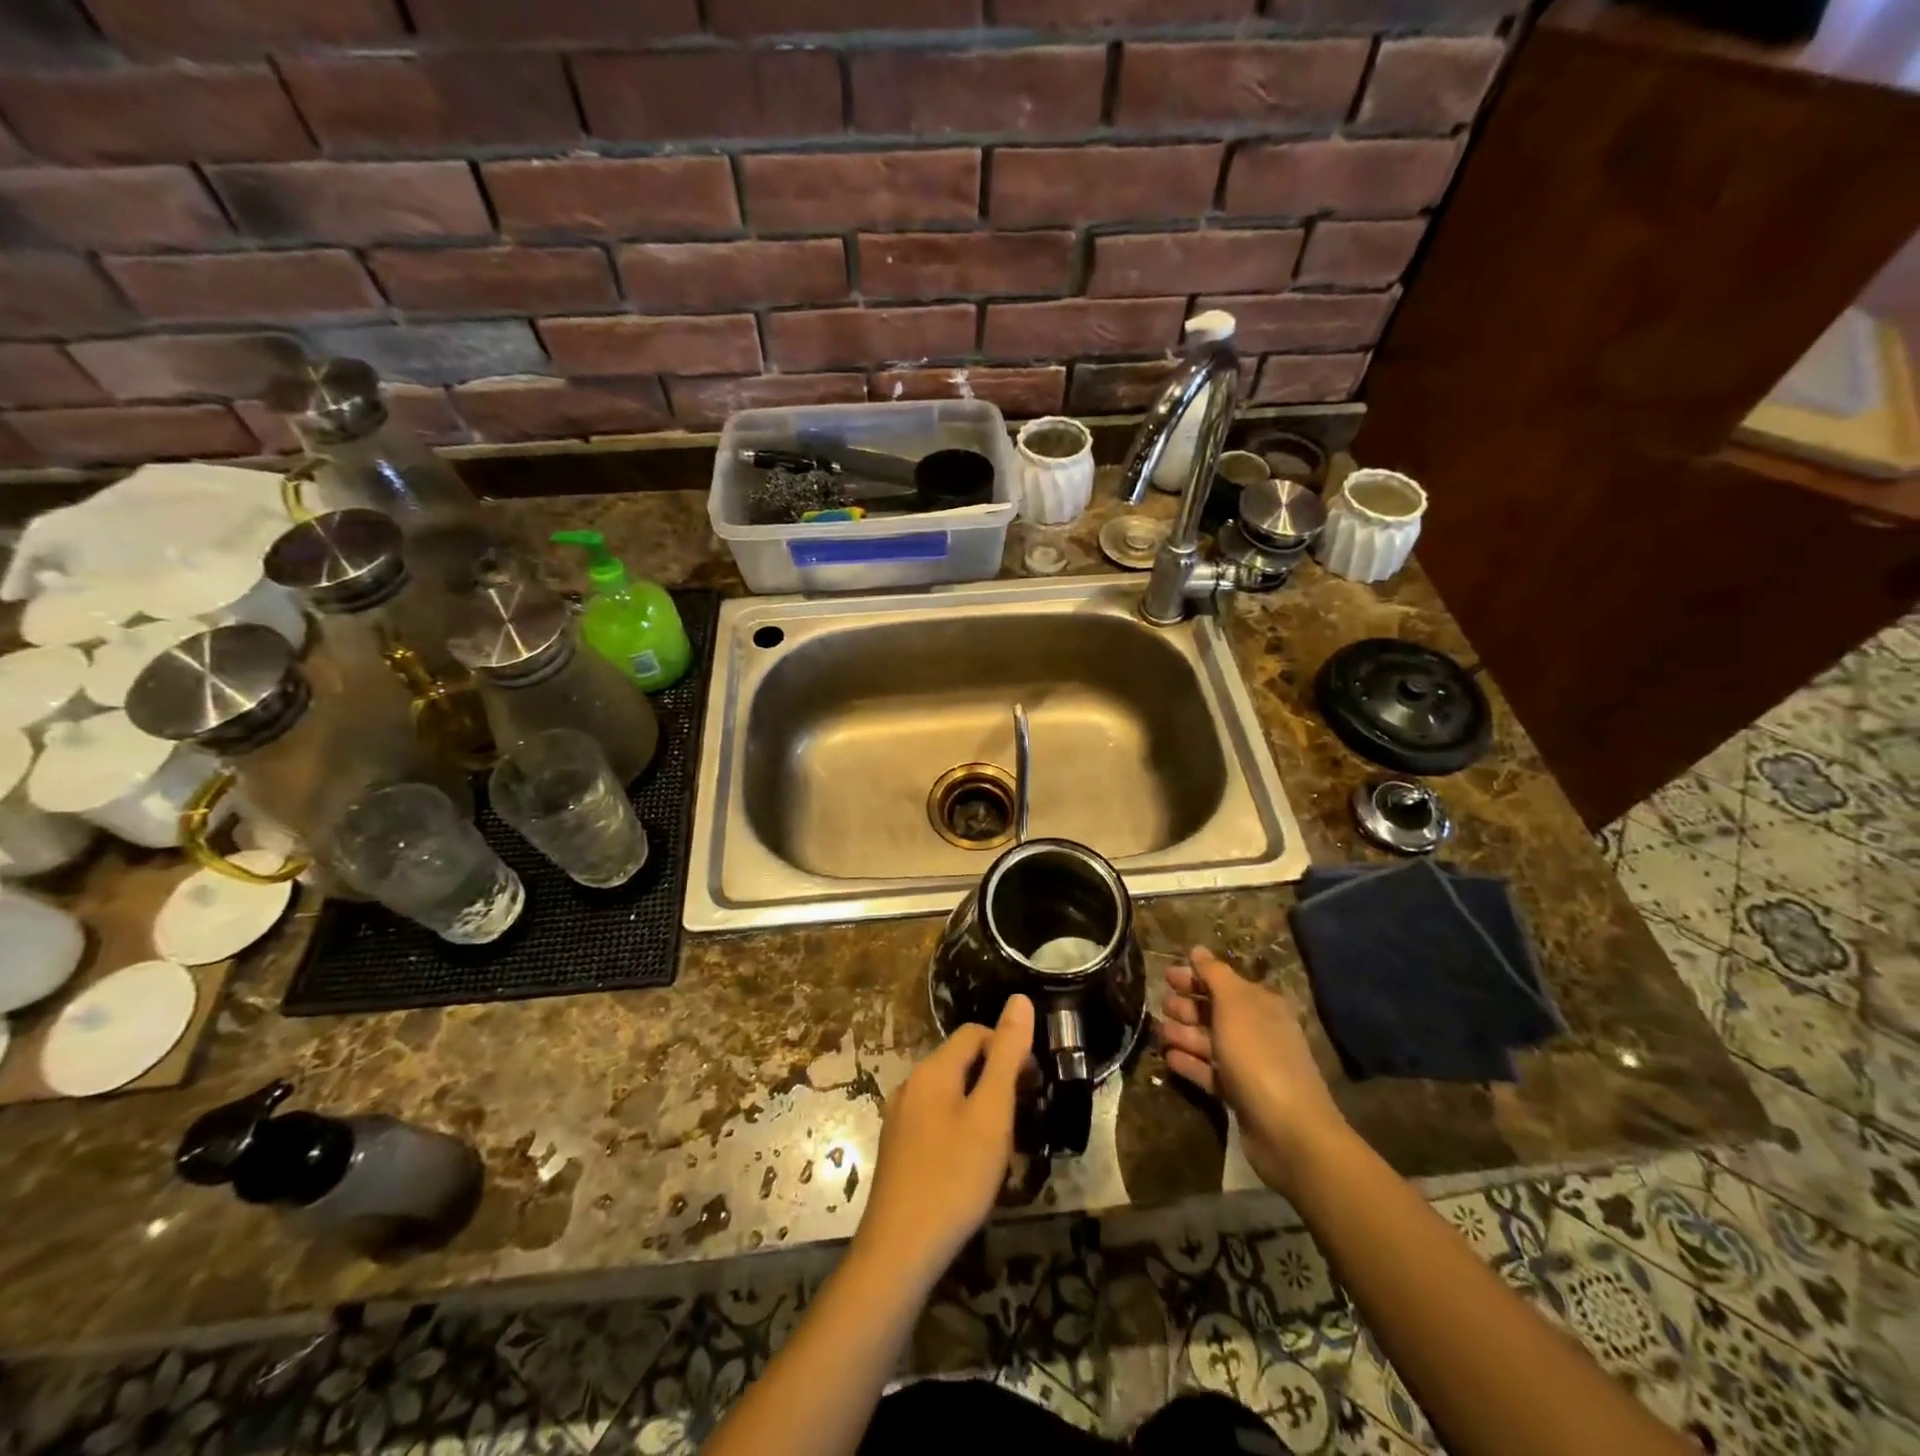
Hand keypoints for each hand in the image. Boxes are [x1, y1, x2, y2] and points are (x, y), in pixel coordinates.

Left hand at [854, 994, 1033, 1284]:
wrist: (900, 1250)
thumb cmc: (954, 1177)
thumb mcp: (992, 1114)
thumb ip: (1007, 1055)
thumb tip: (1020, 1000)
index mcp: (932, 1070)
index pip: (975, 1033)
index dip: (1008, 1048)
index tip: (1034, 1083)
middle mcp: (911, 1084)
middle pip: (960, 1061)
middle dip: (996, 1077)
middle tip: (1026, 1113)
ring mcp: (899, 1117)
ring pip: (949, 1092)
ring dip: (980, 1104)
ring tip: (1005, 1140)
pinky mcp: (897, 1148)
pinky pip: (935, 1119)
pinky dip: (960, 1125)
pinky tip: (972, 1162)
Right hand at [1157, 947, 1349, 1195]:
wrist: (1289, 1130)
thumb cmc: (1259, 1056)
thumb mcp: (1234, 1005)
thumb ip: (1214, 975)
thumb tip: (1197, 949)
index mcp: (1261, 1005)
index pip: (1223, 982)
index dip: (1195, 976)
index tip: (1165, 976)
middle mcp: (1257, 1030)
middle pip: (1216, 1011)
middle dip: (1187, 1006)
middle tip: (1161, 1004)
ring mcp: (1250, 1064)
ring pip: (1210, 1042)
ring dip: (1184, 1034)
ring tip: (1160, 1033)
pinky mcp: (1241, 1095)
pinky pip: (1210, 1072)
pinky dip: (1190, 1064)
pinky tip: (1169, 1060)